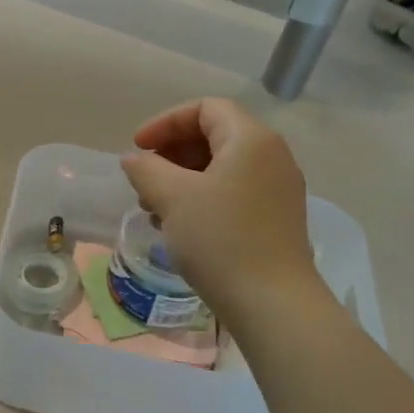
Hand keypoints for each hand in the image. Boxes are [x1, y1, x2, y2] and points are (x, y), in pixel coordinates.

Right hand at [120, 98, 322, 313]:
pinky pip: (234, 192)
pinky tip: (181, 225)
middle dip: (173, 152)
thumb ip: (146, 169)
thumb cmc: (220, 239)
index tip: (138, 148)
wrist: (273, 304)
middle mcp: (272, 156)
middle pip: (215, 135)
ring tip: (155, 207)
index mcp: (251, 139)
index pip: (205, 108)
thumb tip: (134, 159)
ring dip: (184, 178)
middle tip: (144, 179)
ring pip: (223, 167)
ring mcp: (278, 189)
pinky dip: (204, 197)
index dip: (165, 122)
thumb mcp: (172, 198)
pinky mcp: (277, 218)